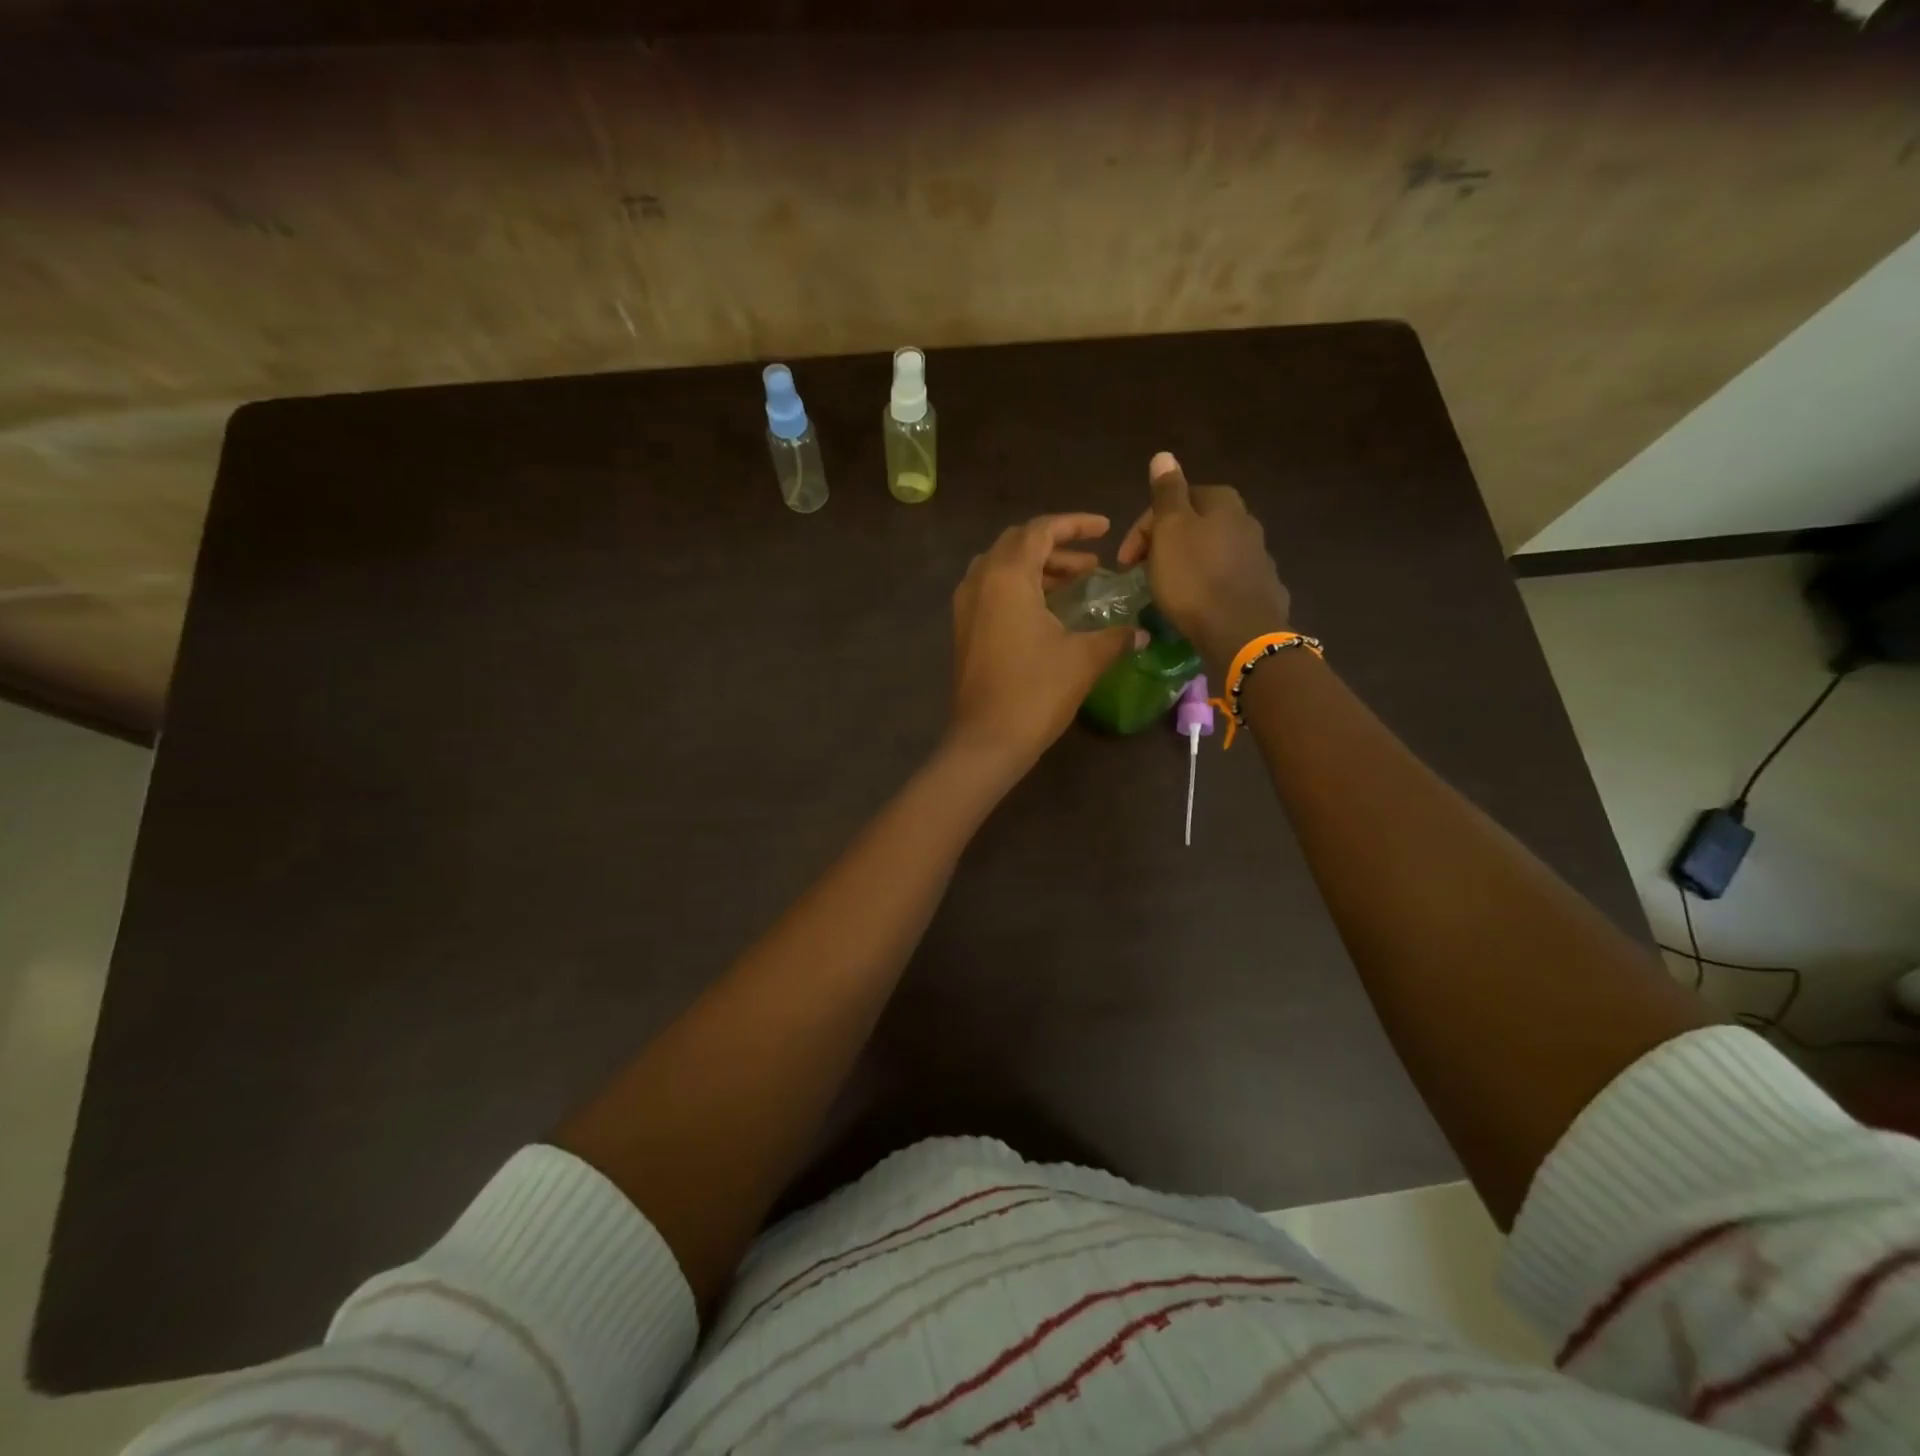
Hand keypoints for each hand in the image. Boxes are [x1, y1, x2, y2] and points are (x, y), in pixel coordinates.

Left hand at [948, 514, 1138, 770]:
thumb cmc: (1036, 692)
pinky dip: (1019, 588)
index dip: (1075, 524)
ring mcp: (966, 606)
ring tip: (1074, 584)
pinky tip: (1047, 611)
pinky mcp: (964, 630)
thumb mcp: (1083, 659)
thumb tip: (1143, 632)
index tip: (1104, 529)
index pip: (1040, 530)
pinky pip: (991, 591)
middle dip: (1056, 546)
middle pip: (1017, 544)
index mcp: (1006, 576)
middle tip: (1090, 563)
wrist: (987, 740)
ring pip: (1001, 567)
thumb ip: (1115, 636)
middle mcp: (980, 581)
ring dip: (1037, 568)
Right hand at [1117, 452, 1291, 670]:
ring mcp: (1257, 556)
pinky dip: (1204, 584)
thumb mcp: (1170, 531)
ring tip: (1165, 589)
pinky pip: (1223, 578)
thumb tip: (1164, 455)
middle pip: (1194, 524)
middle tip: (1142, 572)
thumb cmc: (1194, 578)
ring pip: (1209, 551)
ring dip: (1184, 564)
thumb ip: (1167, 493)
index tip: (1126, 559)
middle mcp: (1246, 521)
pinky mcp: (1261, 588)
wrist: (1240, 632)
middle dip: (1164, 544)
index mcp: (1222, 502)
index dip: (1144, 526)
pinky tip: (1194, 603)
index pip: (1175, 499)